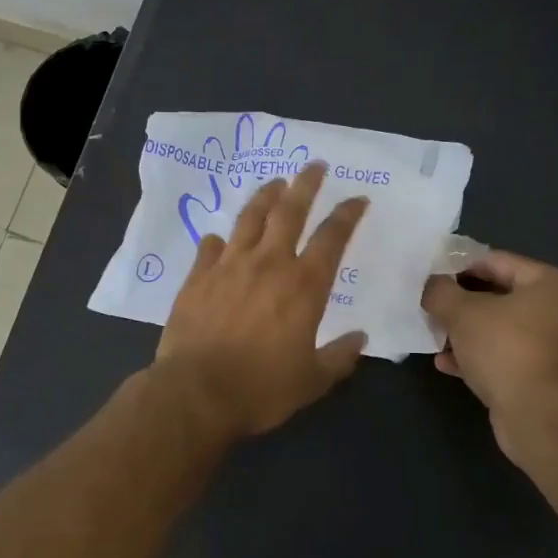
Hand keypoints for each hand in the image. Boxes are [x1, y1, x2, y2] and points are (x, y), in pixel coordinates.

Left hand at [154, 163, 369, 438]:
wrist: (197, 392)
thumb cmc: (261, 389)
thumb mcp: (312, 381)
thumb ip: (339, 357)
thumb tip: (360, 338)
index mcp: (304, 286)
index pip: (332, 238)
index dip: (347, 215)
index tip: (357, 198)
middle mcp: (268, 264)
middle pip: (290, 211)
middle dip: (306, 185)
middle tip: (314, 165)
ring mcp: (229, 266)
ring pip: (250, 218)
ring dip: (265, 197)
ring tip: (274, 184)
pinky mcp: (197, 277)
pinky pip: (210, 247)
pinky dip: (219, 240)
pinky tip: (220, 238)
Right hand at [421, 252, 557, 456]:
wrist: (538, 415)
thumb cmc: (504, 348)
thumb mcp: (461, 312)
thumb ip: (440, 291)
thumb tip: (431, 285)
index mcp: (550, 284)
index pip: (496, 261)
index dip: (459, 266)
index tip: (430, 277)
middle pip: (499, 296)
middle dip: (461, 303)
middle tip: (431, 307)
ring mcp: (555, 346)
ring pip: (500, 328)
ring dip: (466, 332)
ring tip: (435, 337)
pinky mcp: (544, 376)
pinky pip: (505, 356)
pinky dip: (478, 356)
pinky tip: (447, 364)